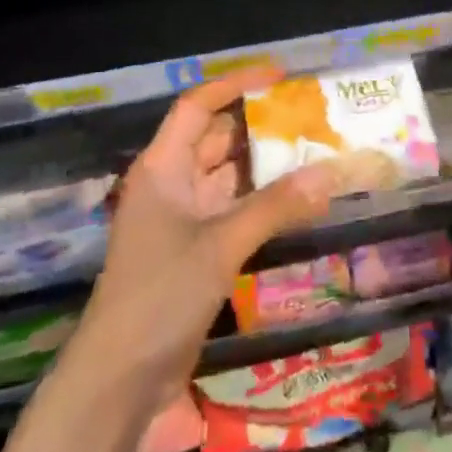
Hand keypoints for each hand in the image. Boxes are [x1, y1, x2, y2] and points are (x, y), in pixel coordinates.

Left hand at [79, 66, 336, 396]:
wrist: (120, 376)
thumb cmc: (160, 295)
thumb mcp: (220, 245)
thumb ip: (276, 206)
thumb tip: (331, 172)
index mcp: (162, 168)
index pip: (197, 107)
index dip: (235, 85)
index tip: (280, 75)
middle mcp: (171, 184)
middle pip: (214, 138)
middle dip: (257, 124)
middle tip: (308, 113)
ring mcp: (182, 218)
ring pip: (226, 176)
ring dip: (263, 164)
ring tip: (312, 147)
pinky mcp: (195, 249)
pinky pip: (232, 209)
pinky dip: (261, 201)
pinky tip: (296, 198)